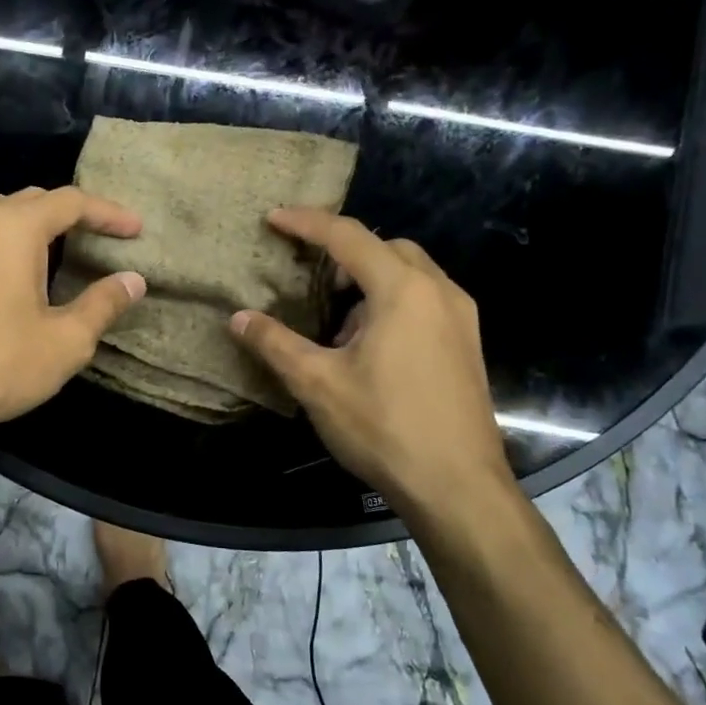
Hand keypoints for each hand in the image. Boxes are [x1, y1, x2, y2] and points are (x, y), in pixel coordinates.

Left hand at [0, 186, 145, 443]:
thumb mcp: (65, 341)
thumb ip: (103, 304)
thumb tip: (133, 280)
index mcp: (14, 229)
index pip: (70, 203)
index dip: (108, 213)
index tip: (135, 229)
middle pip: (30, 199)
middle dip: (69, 212)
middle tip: (98, 236)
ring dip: (25, 217)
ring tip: (47, 242)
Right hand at [229, 208, 513, 514]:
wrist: (458, 486)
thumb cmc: (384, 427)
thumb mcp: (317, 384)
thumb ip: (276, 344)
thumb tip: (238, 318)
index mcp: (403, 291)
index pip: (348, 237)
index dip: (307, 223)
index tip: (273, 218)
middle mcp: (439, 292)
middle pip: (387, 248)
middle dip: (345, 253)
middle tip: (310, 280)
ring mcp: (461, 318)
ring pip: (411, 274)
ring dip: (370, 281)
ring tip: (338, 322)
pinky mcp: (467, 344)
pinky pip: (426, 300)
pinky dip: (393, 302)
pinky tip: (371, 347)